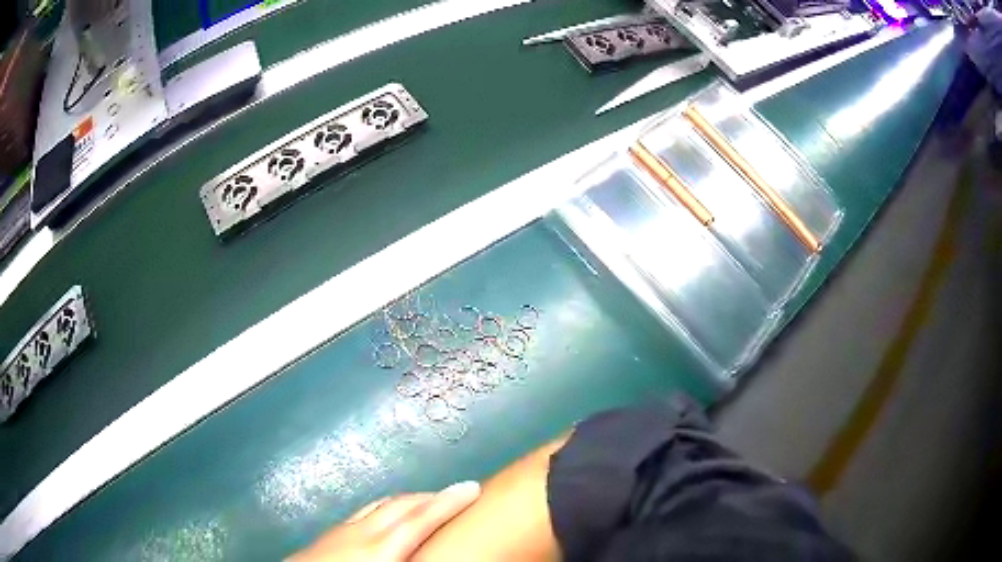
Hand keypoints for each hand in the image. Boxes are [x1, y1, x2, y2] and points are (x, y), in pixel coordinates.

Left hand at [288, 481, 480, 561]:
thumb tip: (435, 555)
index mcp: (379, 550)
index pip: (421, 519)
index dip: (450, 502)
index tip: (472, 487)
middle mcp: (362, 532)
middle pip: (403, 504)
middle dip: (432, 496)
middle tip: (457, 496)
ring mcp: (343, 529)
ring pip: (382, 504)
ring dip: (409, 500)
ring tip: (427, 504)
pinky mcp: (330, 532)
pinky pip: (366, 511)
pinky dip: (386, 507)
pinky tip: (387, 518)